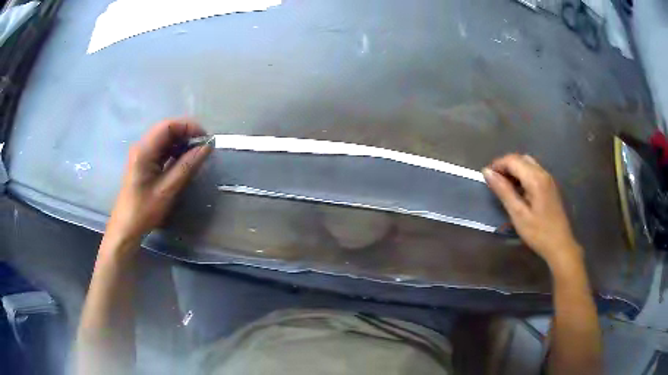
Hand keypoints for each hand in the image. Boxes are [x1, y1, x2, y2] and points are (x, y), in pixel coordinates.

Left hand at [105, 119, 211, 245]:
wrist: (126, 228)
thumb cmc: (144, 210)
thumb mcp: (168, 189)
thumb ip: (187, 166)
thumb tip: (207, 147)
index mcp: (144, 150)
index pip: (168, 126)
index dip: (188, 127)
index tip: (205, 139)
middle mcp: (141, 146)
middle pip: (166, 130)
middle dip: (186, 134)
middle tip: (203, 147)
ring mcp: (142, 154)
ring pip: (165, 139)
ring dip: (181, 143)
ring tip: (196, 155)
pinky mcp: (144, 162)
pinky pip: (162, 149)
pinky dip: (175, 152)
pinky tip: (183, 162)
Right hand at [483, 154, 581, 269]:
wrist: (560, 245)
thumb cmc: (538, 232)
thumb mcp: (518, 214)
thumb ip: (503, 191)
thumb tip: (486, 172)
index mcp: (535, 178)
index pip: (512, 160)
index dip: (497, 165)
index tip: (486, 178)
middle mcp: (543, 173)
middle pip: (520, 158)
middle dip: (505, 166)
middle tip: (495, 182)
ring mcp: (548, 179)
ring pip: (528, 164)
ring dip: (514, 170)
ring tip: (504, 186)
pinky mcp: (550, 186)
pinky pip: (534, 172)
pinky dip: (522, 175)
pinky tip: (519, 191)